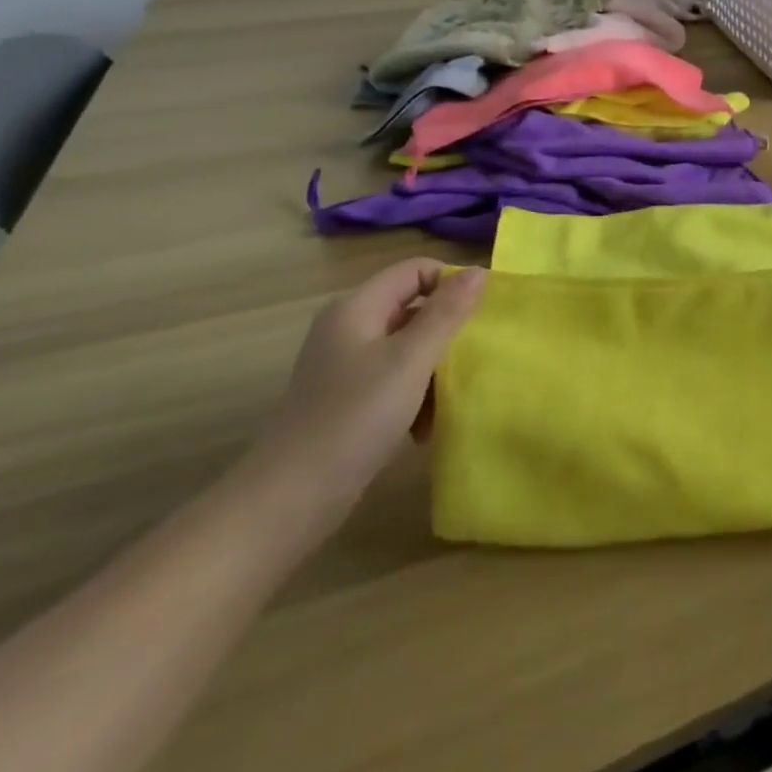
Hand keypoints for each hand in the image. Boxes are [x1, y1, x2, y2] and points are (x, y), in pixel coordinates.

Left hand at [244, 259, 486, 531]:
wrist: (288, 501)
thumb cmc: (354, 419)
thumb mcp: (410, 361)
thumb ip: (446, 313)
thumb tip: (479, 270)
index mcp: (357, 308)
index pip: (416, 270)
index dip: (451, 284)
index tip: (482, 315)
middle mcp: (348, 328)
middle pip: (413, 308)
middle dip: (446, 331)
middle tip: (473, 358)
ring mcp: (345, 365)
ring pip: (407, 347)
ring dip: (433, 369)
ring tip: (448, 399)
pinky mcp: (346, 399)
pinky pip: (394, 379)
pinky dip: (414, 395)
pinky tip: (424, 427)